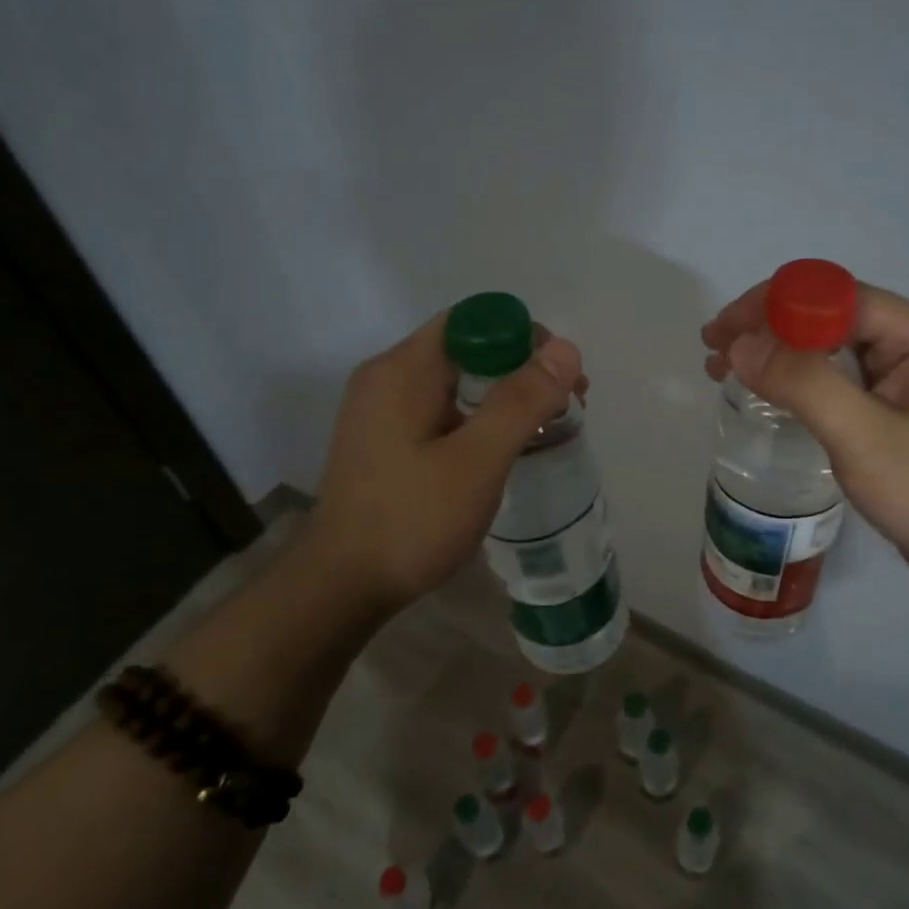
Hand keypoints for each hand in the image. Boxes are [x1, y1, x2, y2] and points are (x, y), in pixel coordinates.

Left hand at [300, 312, 584, 615]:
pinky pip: (440, 409)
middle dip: (522, 368)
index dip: (525, 338)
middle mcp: (387, 377)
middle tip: (566, 407)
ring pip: (456, 381)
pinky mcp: (384, 439)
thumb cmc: (412, 521)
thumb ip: (521, 401)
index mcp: (403, 369)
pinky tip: (501, 449)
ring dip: (503, 395)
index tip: (562, 379)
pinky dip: (478, 417)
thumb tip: (565, 348)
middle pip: (467, 348)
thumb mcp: (477, 461)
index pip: (474, 321)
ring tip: (544, 430)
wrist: (342, 588)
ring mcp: (381, 410)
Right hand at [702, 280, 908, 609]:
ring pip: (836, 351)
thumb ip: (804, 384)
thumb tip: (742, 343)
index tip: (723, 331)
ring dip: (781, 356)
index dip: (774, 305)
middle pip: (834, 318)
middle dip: (770, 330)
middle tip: (714, 353)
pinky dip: (803, 384)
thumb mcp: (865, 439)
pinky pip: (845, 383)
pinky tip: (773, 399)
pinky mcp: (905, 415)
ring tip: (726, 373)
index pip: (838, 297)